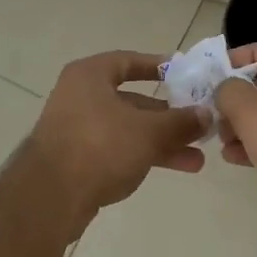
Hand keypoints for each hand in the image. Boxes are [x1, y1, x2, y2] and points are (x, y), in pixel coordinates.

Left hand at [22, 51, 208, 225]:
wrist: (50, 195)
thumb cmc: (99, 146)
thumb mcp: (147, 131)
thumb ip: (179, 121)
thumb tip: (206, 114)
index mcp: (90, 76)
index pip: (126, 61)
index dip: (155, 65)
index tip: (183, 73)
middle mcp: (80, 96)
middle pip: (131, 100)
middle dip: (167, 116)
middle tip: (199, 125)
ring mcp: (76, 128)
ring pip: (127, 128)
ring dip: (161, 141)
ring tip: (197, 158)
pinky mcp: (77, 158)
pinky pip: (117, 149)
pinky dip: (143, 154)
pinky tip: (173, 167)